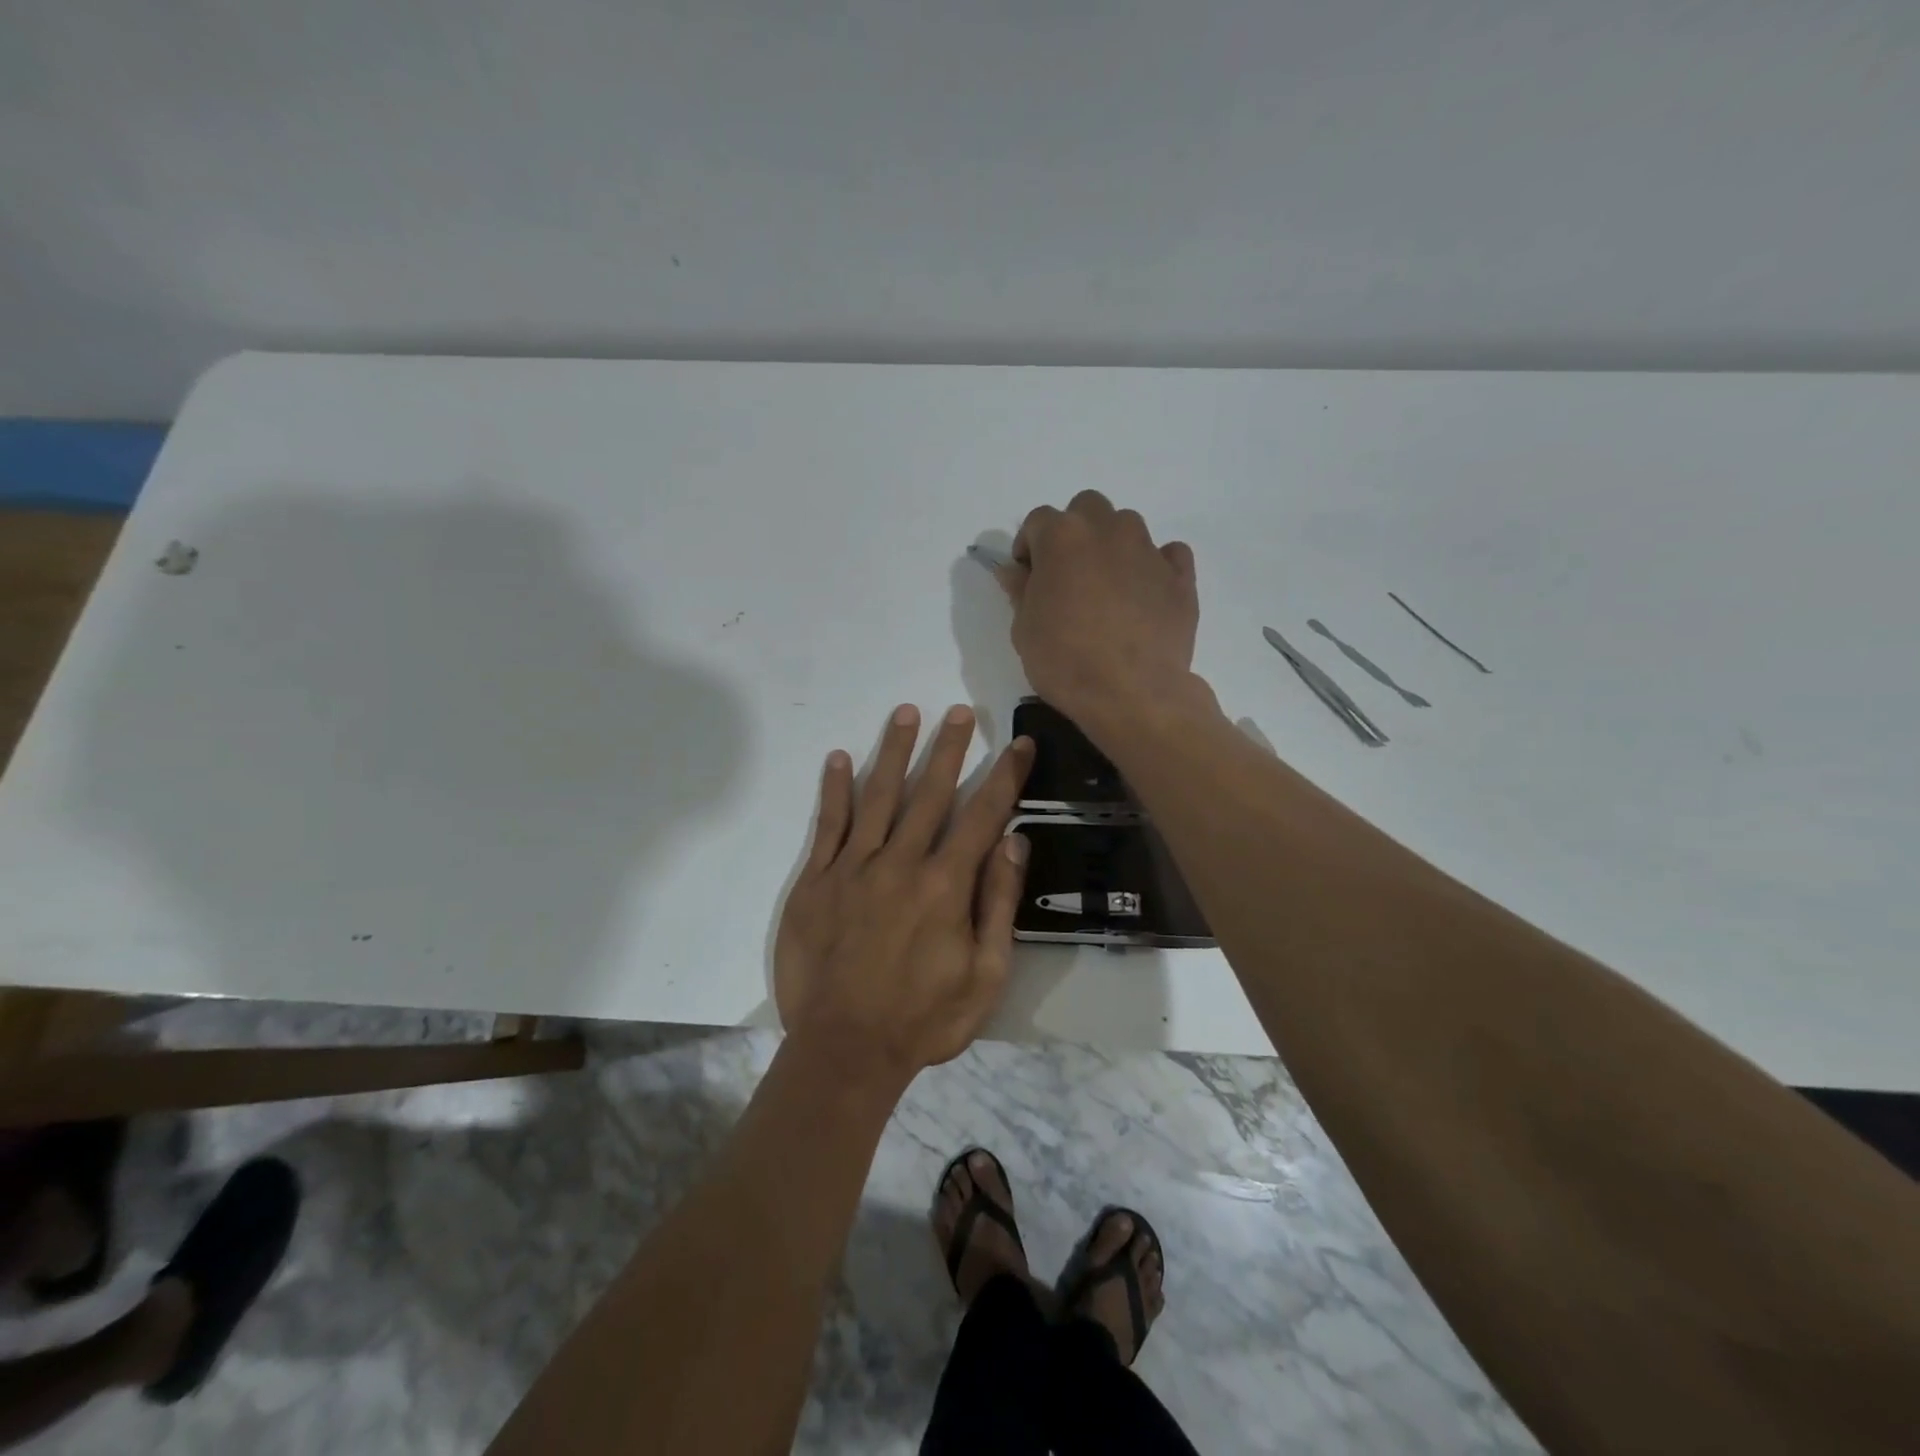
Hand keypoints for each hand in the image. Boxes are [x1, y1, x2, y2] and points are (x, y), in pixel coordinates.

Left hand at [774, 704, 1034, 1084]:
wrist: (844, 1050)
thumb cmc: (923, 1019)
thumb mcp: (984, 974)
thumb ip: (998, 903)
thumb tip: (1014, 841)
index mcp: (945, 885)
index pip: (983, 815)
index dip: (1005, 777)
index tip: (1019, 744)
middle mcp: (900, 863)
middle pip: (930, 793)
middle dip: (950, 749)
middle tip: (960, 711)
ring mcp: (852, 868)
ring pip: (878, 796)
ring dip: (894, 752)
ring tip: (906, 713)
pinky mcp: (815, 881)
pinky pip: (827, 825)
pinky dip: (834, 790)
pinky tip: (839, 758)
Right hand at [996, 491, 1202, 734]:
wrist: (1131, 693)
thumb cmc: (1065, 661)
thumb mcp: (1025, 629)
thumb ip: (1020, 591)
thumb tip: (1013, 570)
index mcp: (1062, 537)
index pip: (1037, 520)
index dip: (1028, 547)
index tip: (1028, 577)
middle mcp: (1108, 530)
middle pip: (1087, 508)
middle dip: (1074, 532)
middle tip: (1068, 575)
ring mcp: (1149, 550)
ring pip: (1127, 526)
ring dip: (1112, 546)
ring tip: (1107, 588)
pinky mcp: (1181, 577)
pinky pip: (1169, 554)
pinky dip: (1155, 565)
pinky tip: (1145, 594)